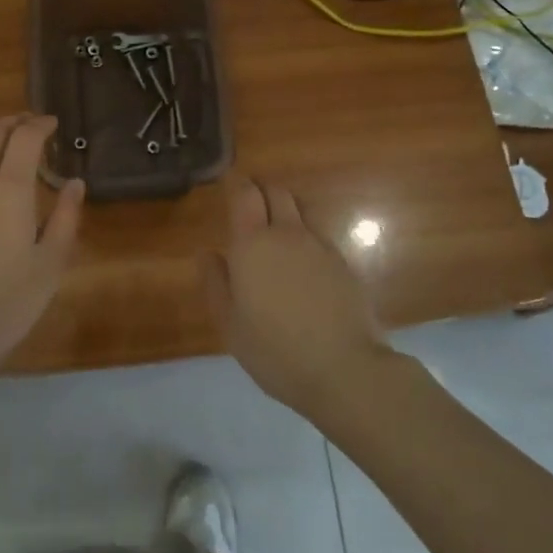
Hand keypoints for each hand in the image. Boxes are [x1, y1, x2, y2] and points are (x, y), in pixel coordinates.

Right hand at [201, 177, 391, 419]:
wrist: (345, 369)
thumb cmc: (275, 350)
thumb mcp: (230, 324)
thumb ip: (216, 283)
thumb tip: (207, 253)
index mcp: (253, 243)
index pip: (245, 193)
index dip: (236, 184)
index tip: (229, 184)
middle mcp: (287, 234)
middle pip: (276, 192)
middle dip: (262, 191)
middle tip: (250, 205)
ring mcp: (320, 247)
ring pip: (300, 212)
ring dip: (286, 213)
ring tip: (276, 236)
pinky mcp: (344, 264)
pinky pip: (318, 238)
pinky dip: (305, 240)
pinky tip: (303, 267)